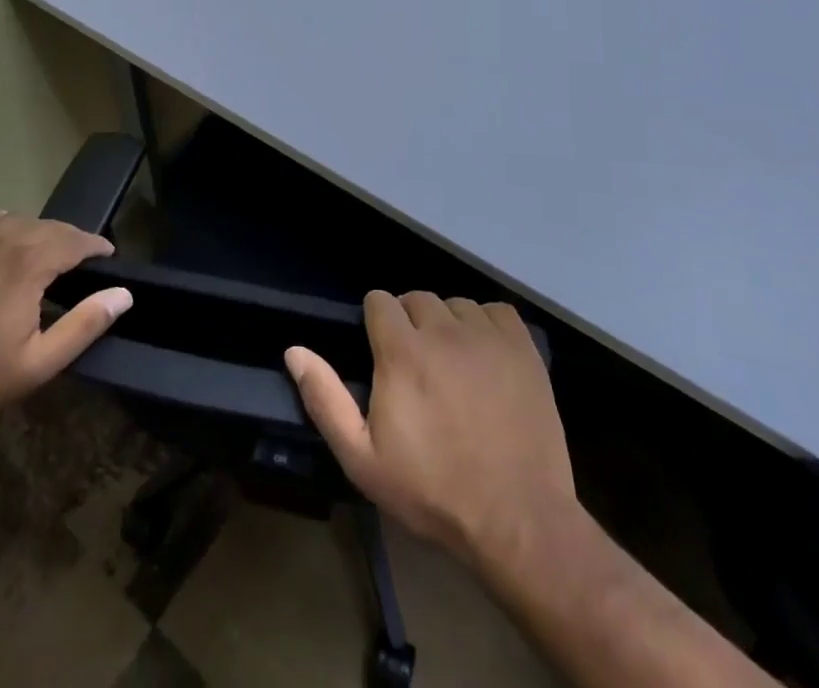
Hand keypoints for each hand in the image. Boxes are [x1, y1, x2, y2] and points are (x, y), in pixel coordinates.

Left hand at [0, 213, 132, 431]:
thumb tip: (123, 295)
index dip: (95, 245)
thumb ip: (85, 325)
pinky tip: (2, 234)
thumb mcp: (39, 363)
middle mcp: (1, 239)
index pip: (74, 240)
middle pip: (48, 227)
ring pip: (17, 219)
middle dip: (70, 239)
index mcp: (27, 264)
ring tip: (45, 251)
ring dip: (38, 231)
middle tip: (82, 259)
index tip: (108, 255)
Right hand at [286, 291, 579, 572]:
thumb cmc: (432, 491)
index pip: (379, 300)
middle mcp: (442, 329)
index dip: (375, 322)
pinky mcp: (523, 347)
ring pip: (456, 304)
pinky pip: (497, 312)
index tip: (381, 354)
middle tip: (416, 366)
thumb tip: (294, 351)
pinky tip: (486, 356)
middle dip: (410, 322)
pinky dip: (487, 325)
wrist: (517, 519)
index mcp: (401, 350)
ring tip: (453, 364)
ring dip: (448, 325)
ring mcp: (486, 336)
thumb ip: (325, 399)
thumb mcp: (363, 458)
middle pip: (417, 299)